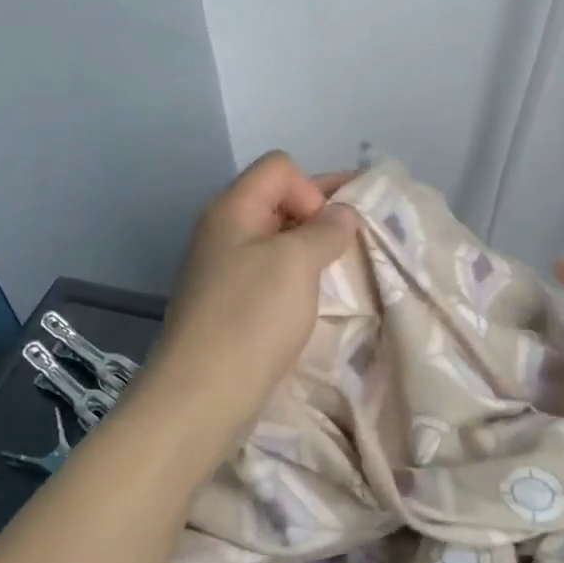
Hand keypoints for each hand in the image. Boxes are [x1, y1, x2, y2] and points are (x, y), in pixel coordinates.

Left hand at [147, 152, 359, 439]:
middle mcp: (225, 230)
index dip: (312, 188)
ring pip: (278, 237)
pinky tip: (319, 293)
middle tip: (361, 234)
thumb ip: (326, 229)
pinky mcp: (231, 301)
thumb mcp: (296, 263)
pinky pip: (272, 269)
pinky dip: (299, 272)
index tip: (326, 231)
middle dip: (321, 212)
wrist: (202, 395)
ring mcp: (226, 268)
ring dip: (312, 244)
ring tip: (345, 265)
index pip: (281, 167)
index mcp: (233, 209)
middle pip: (279, 198)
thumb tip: (342, 215)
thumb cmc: (251, 318)